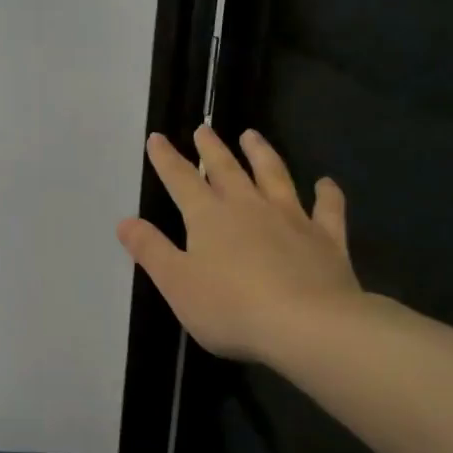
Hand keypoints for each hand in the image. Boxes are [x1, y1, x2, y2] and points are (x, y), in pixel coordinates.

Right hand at [117, 126, 360, 363]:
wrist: (308, 324)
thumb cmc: (231, 307)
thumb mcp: (176, 283)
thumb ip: (151, 250)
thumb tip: (125, 221)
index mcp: (209, 217)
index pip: (181, 179)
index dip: (166, 159)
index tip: (156, 138)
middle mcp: (249, 207)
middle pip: (227, 170)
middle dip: (212, 148)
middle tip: (204, 128)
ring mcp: (291, 219)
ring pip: (274, 176)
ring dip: (262, 154)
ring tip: (253, 136)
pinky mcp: (326, 239)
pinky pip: (327, 209)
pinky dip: (327, 194)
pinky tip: (326, 183)